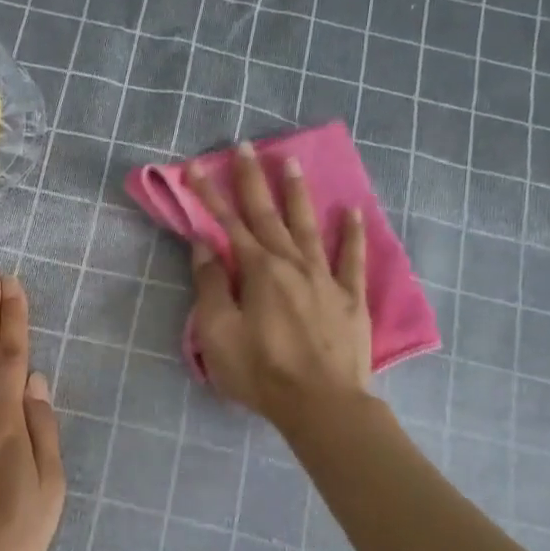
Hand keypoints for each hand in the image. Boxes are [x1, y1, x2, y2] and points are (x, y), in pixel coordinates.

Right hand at [187, 142, 374, 426]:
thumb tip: (204, 245)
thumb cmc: (260, 372)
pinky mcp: (351, 299)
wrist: (321, 404)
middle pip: (268, 215)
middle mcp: (292, 264)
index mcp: (257, 271)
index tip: (196, 167)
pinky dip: (353, 234)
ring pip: (309, 226)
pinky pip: (353, 259)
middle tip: (246, 146)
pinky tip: (352, 211)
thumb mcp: (218, 333)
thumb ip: (211, 286)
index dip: (210, 195)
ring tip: (291, 161)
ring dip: (298, 193)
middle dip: (253, 179)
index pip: (228, 224)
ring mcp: (325, 279)